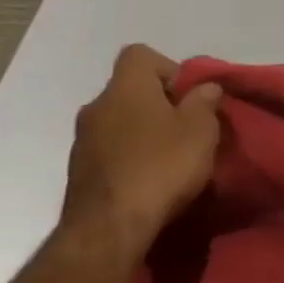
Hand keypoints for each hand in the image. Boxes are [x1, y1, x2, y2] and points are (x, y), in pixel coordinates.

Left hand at [59, 45, 222, 259]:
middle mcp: (97, 106)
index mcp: (125, 88)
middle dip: (160, 103)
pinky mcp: (79, 170)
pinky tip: (150, 178)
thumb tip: (203, 87)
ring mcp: (82, 140)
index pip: (140, 55)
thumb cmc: (162, 166)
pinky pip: (111, 148)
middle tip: (188, 128)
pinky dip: (131, 154)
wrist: (110, 227)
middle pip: (131, 89)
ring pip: (121, 120)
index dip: (169, 68)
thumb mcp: (201, 129)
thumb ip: (204, 102)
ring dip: (145, 130)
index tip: (188, 96)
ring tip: (171, 157)